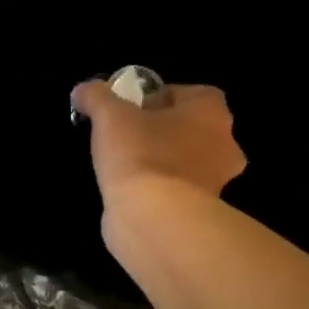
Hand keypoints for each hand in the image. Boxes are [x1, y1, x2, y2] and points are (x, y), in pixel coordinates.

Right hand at [71, 81, 245, 207]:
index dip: (162, 97)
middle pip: (193, 129)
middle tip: (128, 135)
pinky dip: (160, 190)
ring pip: (187, 162)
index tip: (133, 108)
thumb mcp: (109, 115)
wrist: (154, 218)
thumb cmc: (140, 154)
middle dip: (164, 131)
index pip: (193, 94)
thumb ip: (97, 96)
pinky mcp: (202, 213)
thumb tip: (83, 90)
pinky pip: (179, 191)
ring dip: (163, 162)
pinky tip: (133, 193)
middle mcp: (224, 145)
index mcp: (212, 113)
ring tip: (125, 166)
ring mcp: (217, 183)